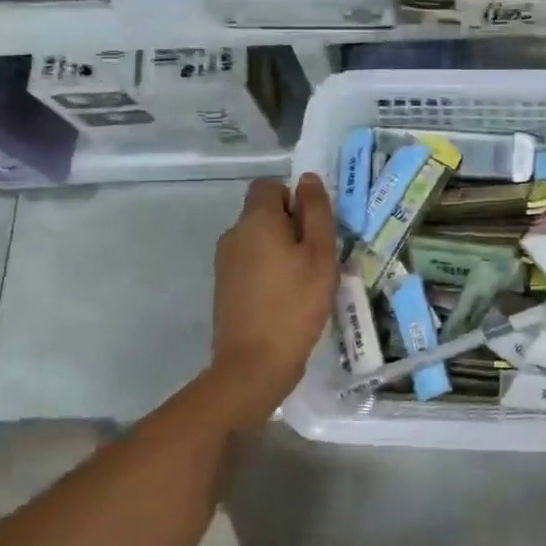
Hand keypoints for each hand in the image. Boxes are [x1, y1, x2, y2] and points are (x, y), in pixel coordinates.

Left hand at [205, 175, 338, 429]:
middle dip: (291, 226)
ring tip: (303, 281)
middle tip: (316, 258)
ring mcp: (225, 261)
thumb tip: (307, 180)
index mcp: (257, 220)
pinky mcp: (224, 285)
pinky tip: (285, 298)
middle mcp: (234, 233)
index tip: (313, 228)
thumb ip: (316, 212)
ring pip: (258, 239)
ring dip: (280, 250)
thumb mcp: (320, 255)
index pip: (270, 185)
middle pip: (264, 212)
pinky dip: (268, 270)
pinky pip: (250, 262)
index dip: (294, 199)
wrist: (253, 365)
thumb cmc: (295, 304)